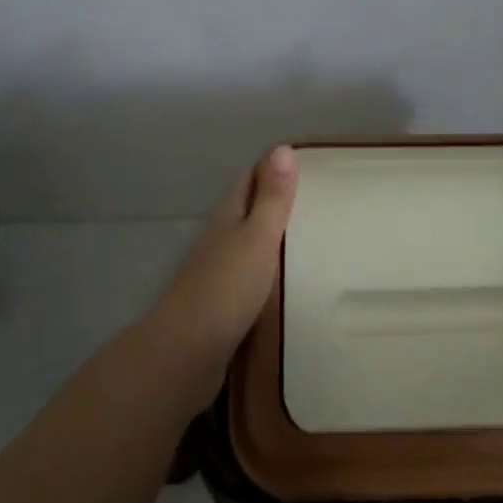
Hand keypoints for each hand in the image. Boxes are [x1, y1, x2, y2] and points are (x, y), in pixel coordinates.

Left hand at [156, 145, 298, 368]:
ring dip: (272, 238)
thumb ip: (272, 198)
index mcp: (227, 218)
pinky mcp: (221, 306)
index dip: (271, 167)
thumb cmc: (226, 288)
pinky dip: (268, 271)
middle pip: (246, 210)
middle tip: (317, 199)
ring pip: (247, 244)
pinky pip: (249, 277)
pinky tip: (289, 281)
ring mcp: (217, 274)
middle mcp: (218, 240)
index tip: (304, 162)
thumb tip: (283, 147)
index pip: (248, 179)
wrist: (186, 354)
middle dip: (274, 201)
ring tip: (311, 238)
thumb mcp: (257, 237)